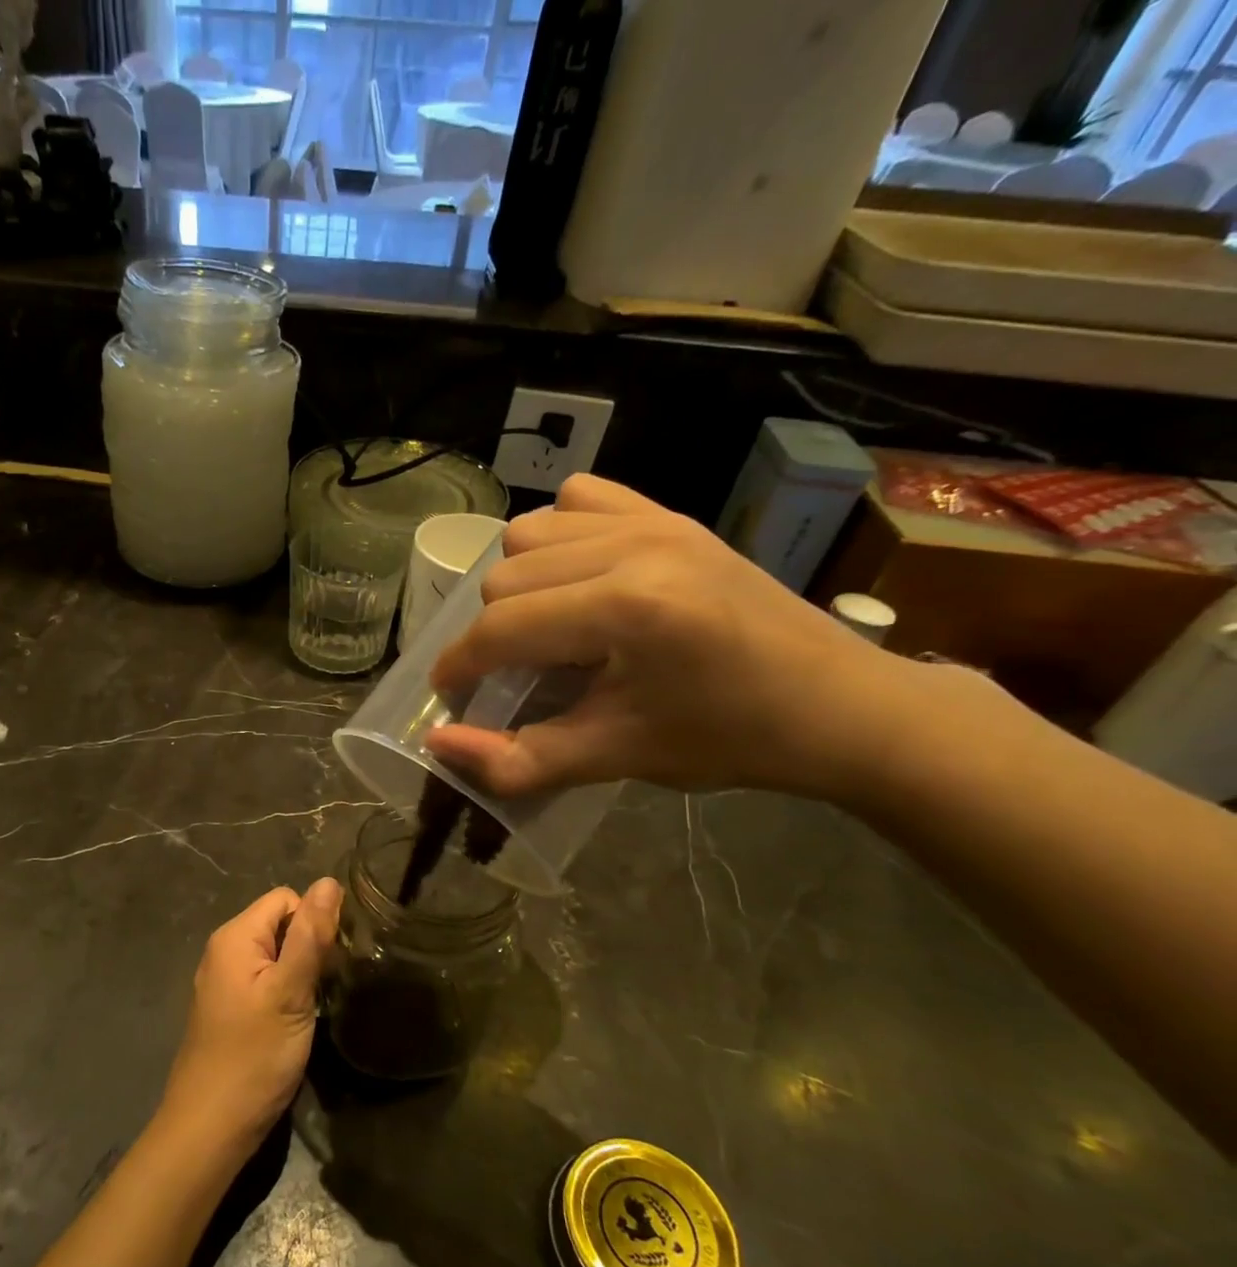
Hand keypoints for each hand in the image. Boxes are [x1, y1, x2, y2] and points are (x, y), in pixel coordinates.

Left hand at [158, 878, 343, 1160]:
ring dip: (299, 971)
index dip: (314, 922)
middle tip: (327, 986)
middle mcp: (224, 949)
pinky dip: (284, 991)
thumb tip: (329, 881)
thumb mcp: (290, 992)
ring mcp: (223, 980)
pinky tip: (295, 1020)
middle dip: (309, 946)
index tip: (333, 961)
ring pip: (274, 954)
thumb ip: (310, 935)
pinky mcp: (229, 1008)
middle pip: (279, 924)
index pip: (286, 899)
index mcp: (235, 936)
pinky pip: (263, 980)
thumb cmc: (254, 1056)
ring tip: (315, 1004)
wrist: (210, 1127)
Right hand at [427, 474, 909, 798]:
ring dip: (519, 583)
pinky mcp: (671, 513)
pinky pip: (580, 498)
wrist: (838, 705)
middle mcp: (634, 546)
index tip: (449, 696)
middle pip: (506, 575)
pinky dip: (557, 534)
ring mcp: (655, 520)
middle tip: (516, 676)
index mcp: (626, 609)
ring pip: (530, 532)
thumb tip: (437, 745)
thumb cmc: (729, 739)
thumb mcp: (616, 757)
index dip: (460, 666)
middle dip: (492, 633)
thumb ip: (519, 759)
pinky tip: (576, 576)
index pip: (502, 627)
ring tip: (546, 627)